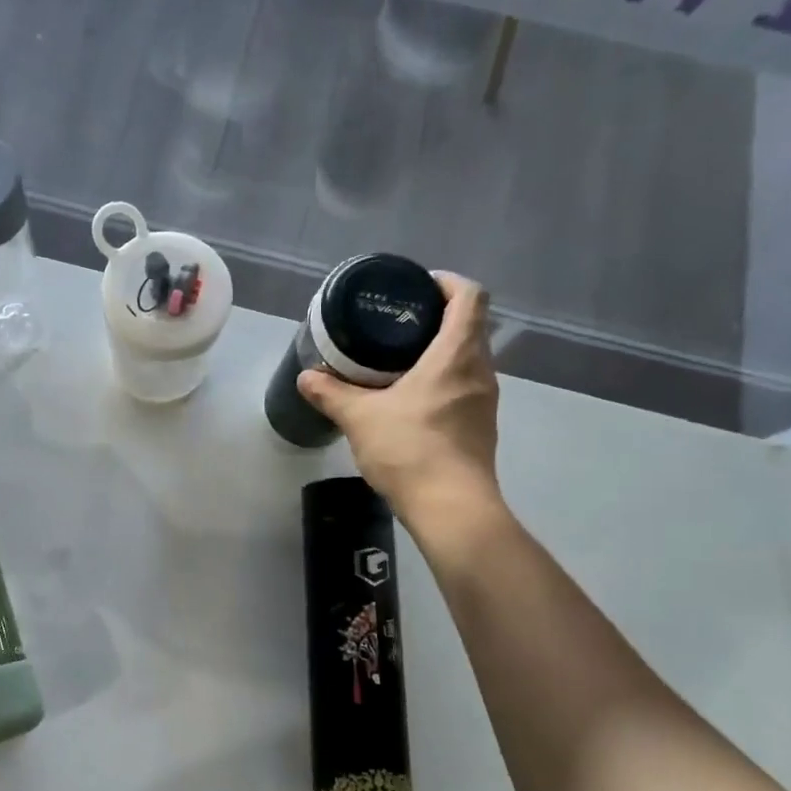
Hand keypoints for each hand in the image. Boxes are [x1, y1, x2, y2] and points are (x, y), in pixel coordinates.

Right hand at [297, 272, 502, 520]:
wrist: (451, 508)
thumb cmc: (410, 450)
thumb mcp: (360, 418)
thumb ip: (331, 393)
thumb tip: (306, 377)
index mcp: (456, 354)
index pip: (469, 296)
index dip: (446, 282)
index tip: (416, 288)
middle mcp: (480, 371)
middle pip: (470, 326)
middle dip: (436, 318)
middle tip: (396, 326)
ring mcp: (484, 401)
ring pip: (468, 359)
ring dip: (440, 353)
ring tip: (398, 362)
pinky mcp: (480, 427)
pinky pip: (464, 388)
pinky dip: (442, 382)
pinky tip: (411, 401)